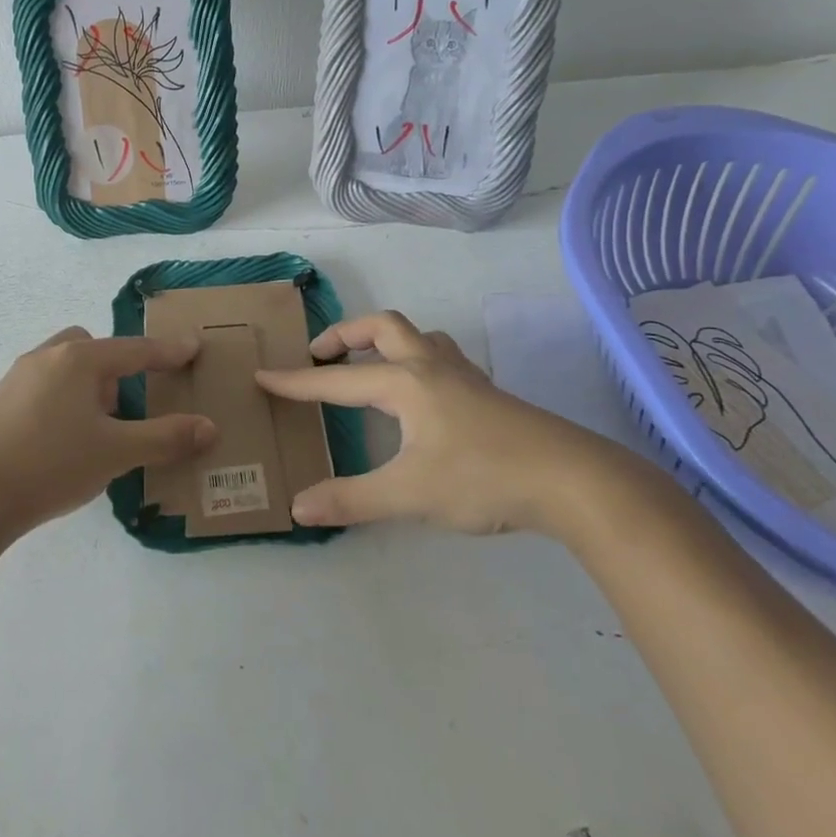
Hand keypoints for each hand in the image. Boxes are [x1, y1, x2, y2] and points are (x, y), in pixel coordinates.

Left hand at [0, 327, 217, 535]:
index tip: (192, 346)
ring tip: (98, 428)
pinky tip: (64, 442)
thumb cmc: (50, 464)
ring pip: (64, 367)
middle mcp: (46, 359)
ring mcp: (16, 380)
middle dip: (116, 366)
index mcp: (78, 360)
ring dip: (88, 386)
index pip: (135, 350)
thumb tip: (209, 428)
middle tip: (128, 403)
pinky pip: (44, 388)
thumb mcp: (116, 452)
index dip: (167, 351)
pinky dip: (64, 402)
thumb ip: (166, 438)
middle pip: (91, 348)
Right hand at [255, 310, 646, 536]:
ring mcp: (465, 377)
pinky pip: (442, 358)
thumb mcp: (409, 494)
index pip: (338, 380)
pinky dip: (417, 360)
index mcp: (405, 383)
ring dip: (387, 341)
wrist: (572, 480)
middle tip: (321, 356)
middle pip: (384, 327)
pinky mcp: (488, 394)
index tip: (263, 376)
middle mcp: (432, 367)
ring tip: (371, 365)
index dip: (297, 382)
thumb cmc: (483, 478)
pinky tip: (423, 395)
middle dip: (345, 335)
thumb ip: (351, 500)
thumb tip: (298, 508)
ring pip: (419, 337)